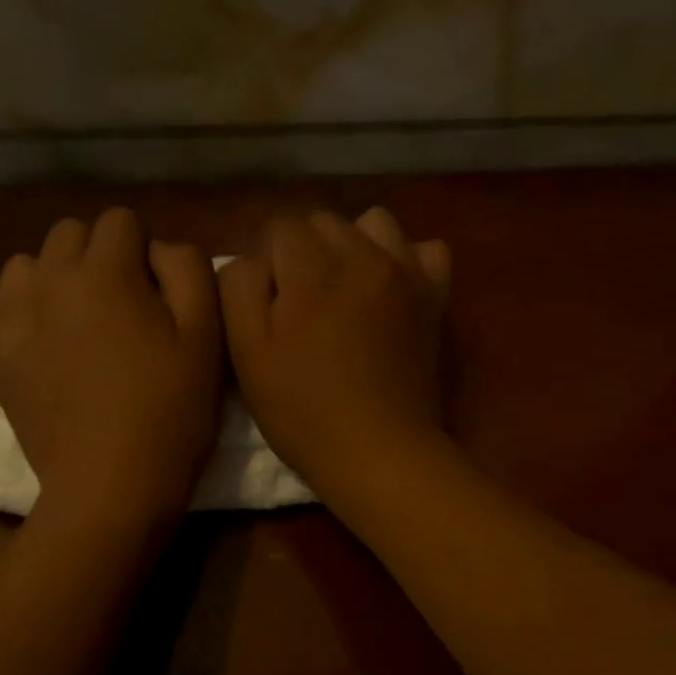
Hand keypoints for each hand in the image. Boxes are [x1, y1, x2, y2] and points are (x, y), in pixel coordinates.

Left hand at [0, 208, 222, 528]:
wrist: (111, 484)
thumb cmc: (169, 411)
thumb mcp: (206, 335)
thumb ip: (187, 269)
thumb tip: (157, 250)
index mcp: (104, 270)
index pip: (120, 221)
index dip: (144, 252)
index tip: (156, 295)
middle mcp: (48, 280)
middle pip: (69, 234)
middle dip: (97, 257)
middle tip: (121, 308)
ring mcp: (12, 319)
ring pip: (26, 267)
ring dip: (53, 281)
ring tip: (76, 323)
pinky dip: (16, 321)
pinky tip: (41, 349)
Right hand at [220, 207, 451, 503]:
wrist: (379, 453)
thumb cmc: (303, 411)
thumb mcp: (247, 355)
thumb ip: (239, 290)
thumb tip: (253, 260)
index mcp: (312, 270)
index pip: (281, 225)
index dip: (267, 261)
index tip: (267, 303)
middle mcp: (363, 256)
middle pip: (324, 221)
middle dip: (303, 250)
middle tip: (298, 303)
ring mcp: (406, 273)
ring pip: (374, 223)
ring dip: (351, 245)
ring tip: (342, 288)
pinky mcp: (435, 297)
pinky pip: (425, 249)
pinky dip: (404, 258)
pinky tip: (388, 289)